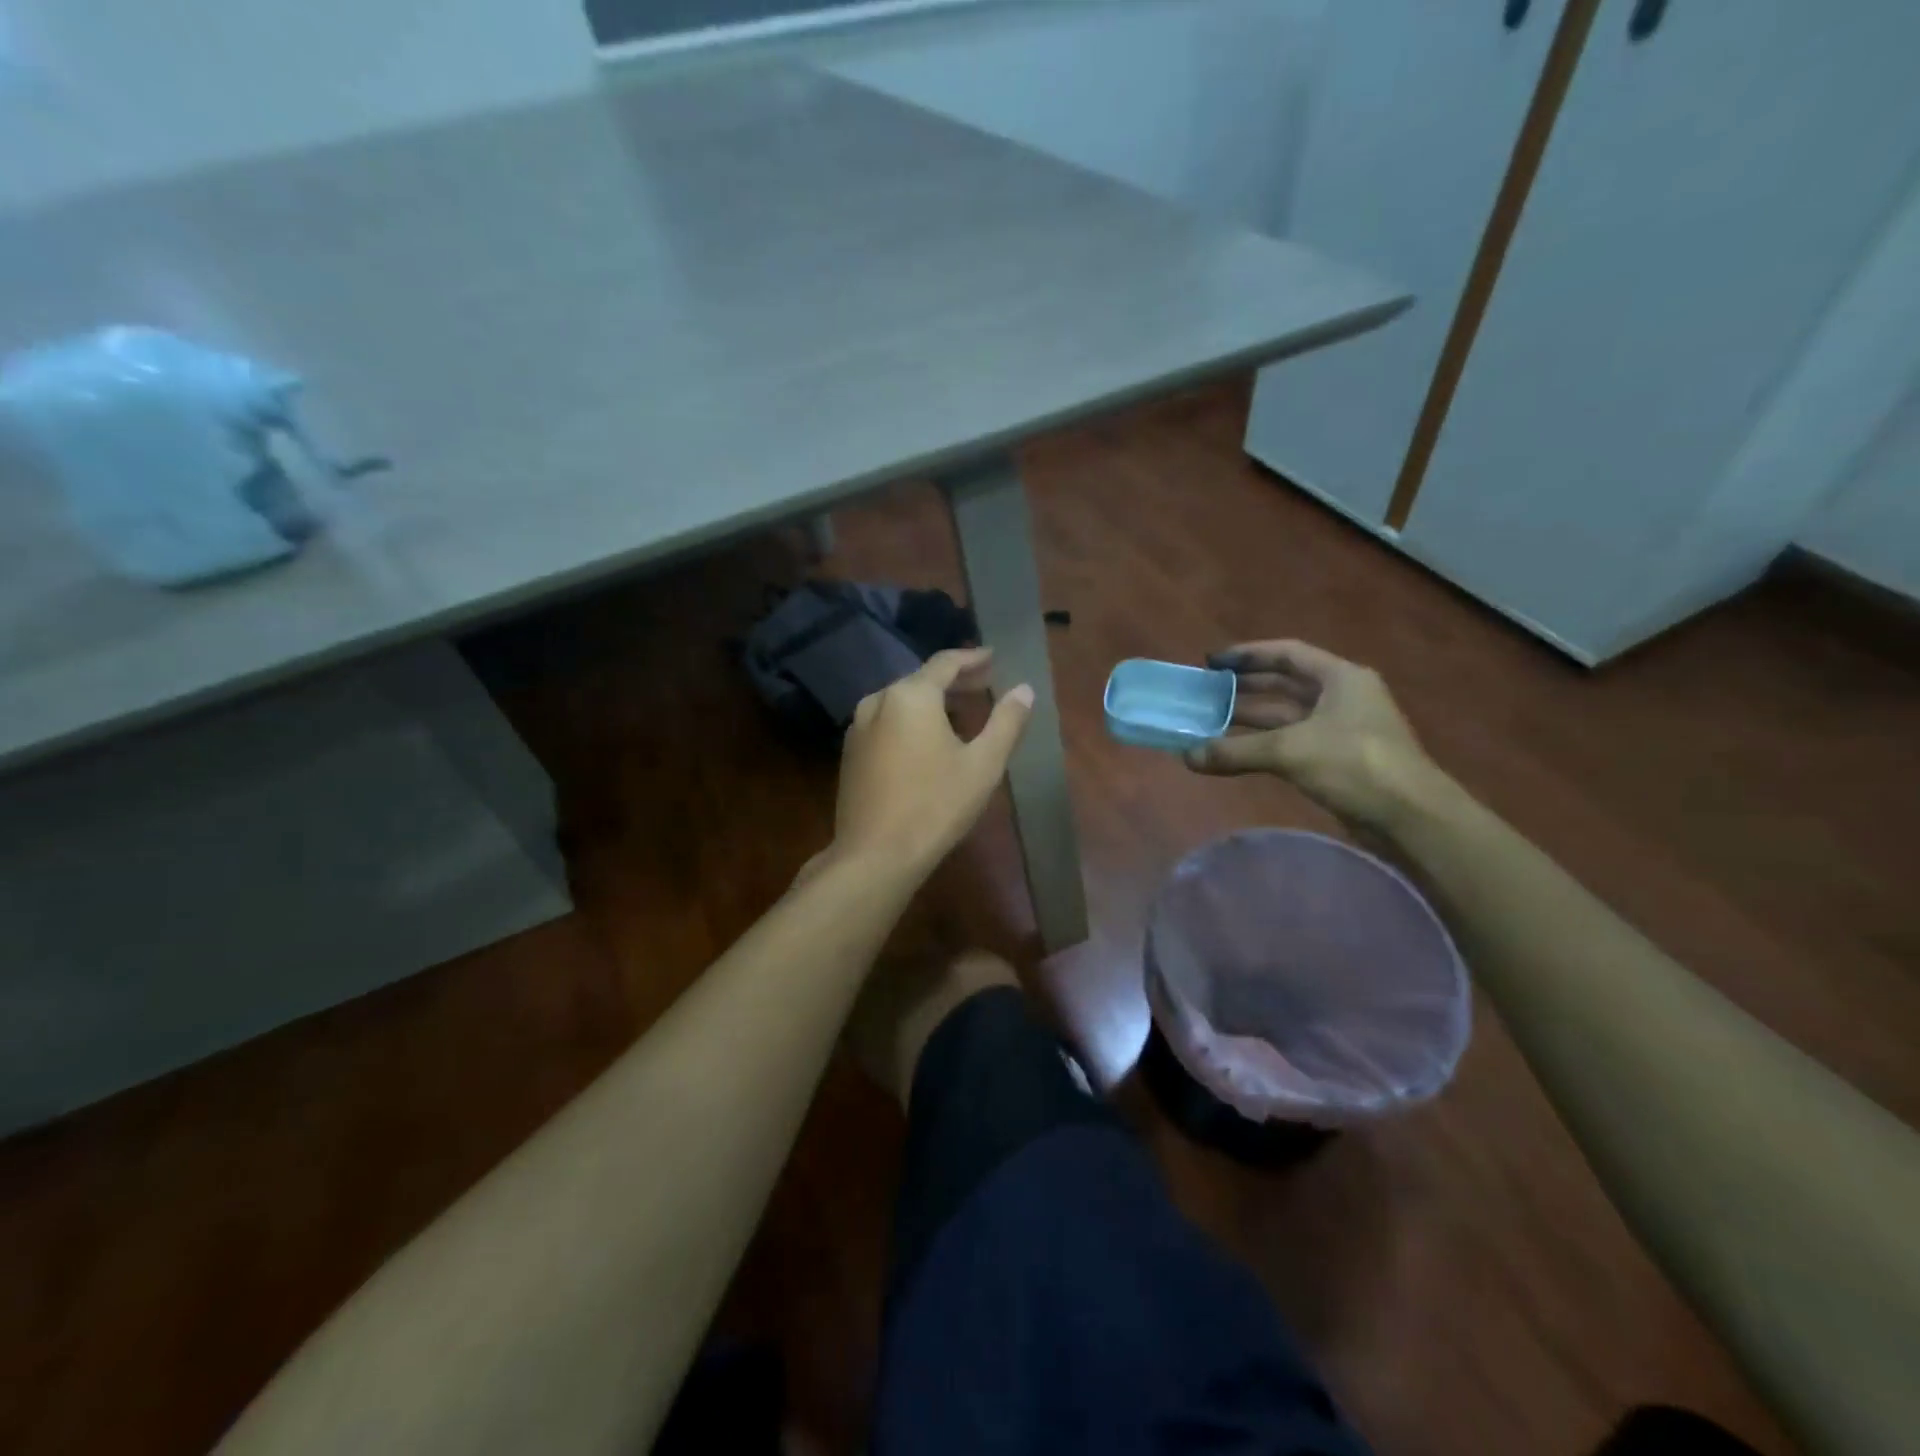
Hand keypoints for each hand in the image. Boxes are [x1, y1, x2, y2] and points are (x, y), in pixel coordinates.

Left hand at [831, 647, 1032, 877]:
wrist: (875, 855)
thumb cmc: (936, 806)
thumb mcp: (983, 764)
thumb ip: (1006, 721)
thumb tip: (1024, 689)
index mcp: (911, 695)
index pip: (946, 662)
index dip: (973, 658)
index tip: (994, 657)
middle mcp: (879, 700)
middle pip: (921, 680)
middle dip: (955, 681)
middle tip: (985, 685)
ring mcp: (859, 726)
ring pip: (901, 701)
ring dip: (932, 702)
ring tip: (960, 713)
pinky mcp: (851, 752)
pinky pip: (887, 722)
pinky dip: (911, 720)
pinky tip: (927, 740)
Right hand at [1185, 639, 1437, 830]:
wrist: (1410, 816)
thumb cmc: (1355, 765)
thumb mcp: (1290, 751)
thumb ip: (1236, 751)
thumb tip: (1188, 757)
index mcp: (1340, 678)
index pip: (1287, 654)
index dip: (1248, 654)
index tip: (1212, 662)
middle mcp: (1342, 696)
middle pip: (1285, 684)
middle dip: (1244, 688)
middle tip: (1205, 692)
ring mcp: (1342, 729)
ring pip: (1287, 716)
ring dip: (1250, 719)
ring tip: (1210, 722)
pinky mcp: (1338, 759)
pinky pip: (1292, 742)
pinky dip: (1263, 744)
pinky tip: (1237, 752)